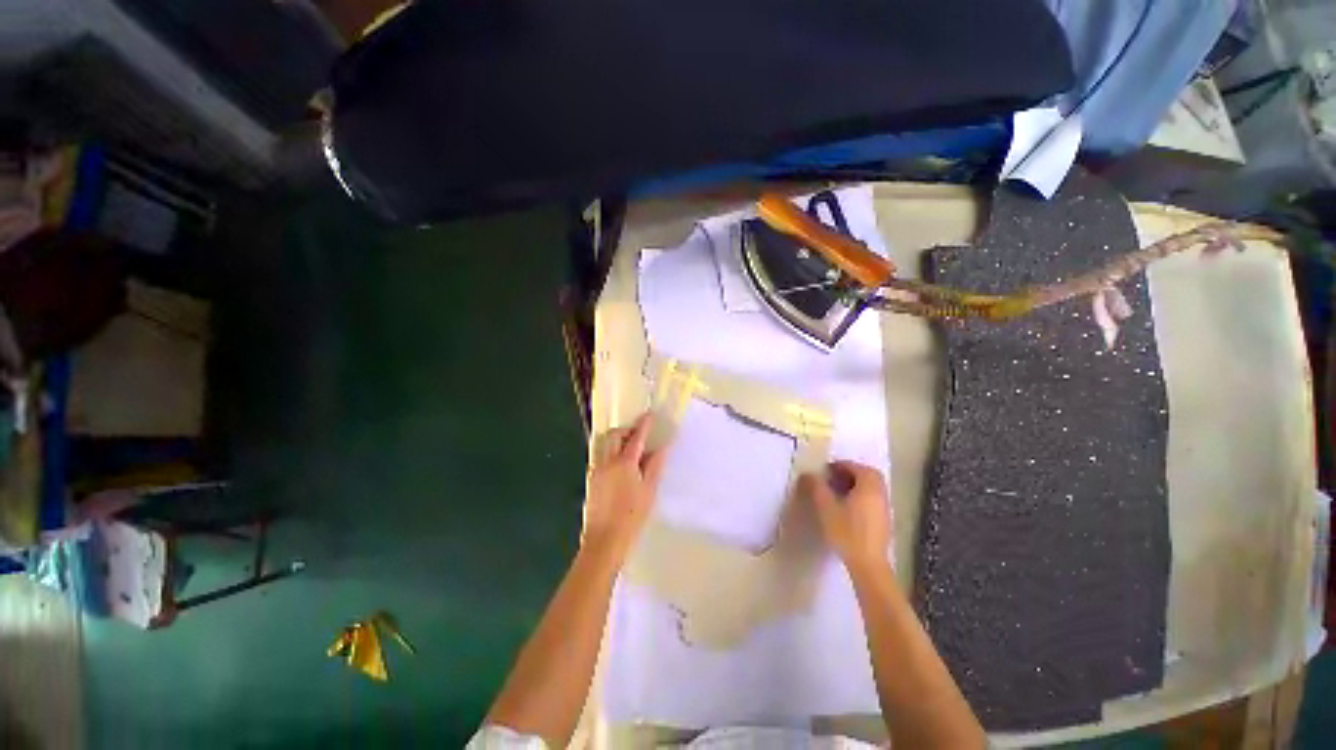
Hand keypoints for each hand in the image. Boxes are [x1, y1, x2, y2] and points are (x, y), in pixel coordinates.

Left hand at [582, 412, 668, 564]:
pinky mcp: (591, 480)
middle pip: (614, 435)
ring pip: (604, 445)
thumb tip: (662, 447)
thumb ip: (655, 466)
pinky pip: (600, 457)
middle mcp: (606, 462)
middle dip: (626, 430)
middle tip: (639, 434)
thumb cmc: (631, 516)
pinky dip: (611, 452)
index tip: (649, 415)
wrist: (604, 541)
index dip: (644, 424)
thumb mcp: (649, 491)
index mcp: (623, 463)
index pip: (636, 437)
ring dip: (617, 440)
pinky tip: (621, 466)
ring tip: (630, 449)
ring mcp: (596, 470)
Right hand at [799, 460, 891, 570]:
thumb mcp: (826, 507)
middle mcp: (880, 494)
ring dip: (856, 485)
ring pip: (872, 488)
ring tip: (837, 492)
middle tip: (833, 478)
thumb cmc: (846, 532)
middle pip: (868, 475)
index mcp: (868, 487)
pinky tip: (847, 508)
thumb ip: (816, 487)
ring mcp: (884, 509)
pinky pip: (873, 500)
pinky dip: (861, 496)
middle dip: (850, 473)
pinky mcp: (884, 522)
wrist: (868, 565)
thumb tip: (808, 474)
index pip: (856, 467)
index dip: (840, 465)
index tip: (826, 470)